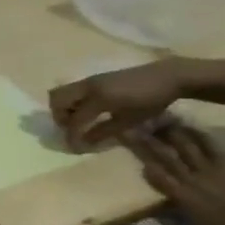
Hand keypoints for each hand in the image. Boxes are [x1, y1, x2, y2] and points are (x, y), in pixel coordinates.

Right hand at [50, 60, 184, 149]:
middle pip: (57, 100)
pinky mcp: (95, 79)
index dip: (72, 136)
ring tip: (78, 120)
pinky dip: (73, 101)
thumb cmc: (151, 100)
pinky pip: (73, 90)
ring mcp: (90, 80)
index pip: (75, 120)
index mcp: (98, 98)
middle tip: (72, 129)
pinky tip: (89, 111)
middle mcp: (89, 87)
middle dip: (60, 117)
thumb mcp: (129, 120)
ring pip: (62, 93)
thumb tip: (83, 143)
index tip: (74, 148)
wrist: (168, 76)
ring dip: (64, 108)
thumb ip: (103, 131)